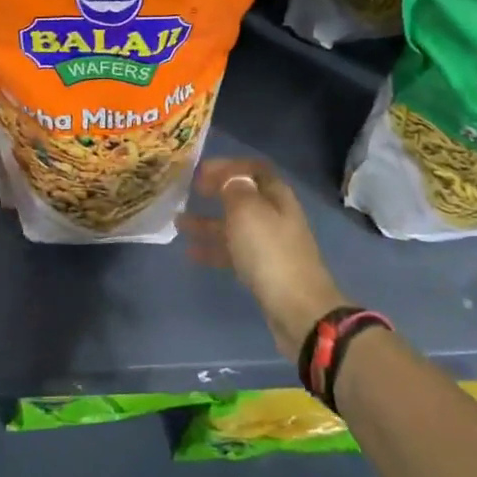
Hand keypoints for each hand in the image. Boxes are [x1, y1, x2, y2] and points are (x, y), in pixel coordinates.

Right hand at [179, 158, 348, 358]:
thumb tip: (229, 178)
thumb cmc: (270, 252)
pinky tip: (191, 253)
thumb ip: (235, 188)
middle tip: (190, 192)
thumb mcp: (248, 211)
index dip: (229, 166)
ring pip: (234, 226)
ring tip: (178, 223)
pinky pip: (233, 252)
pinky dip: (213, 250)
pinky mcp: (263, 271)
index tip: (201, 171)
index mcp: (277, 196)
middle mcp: (275, 216)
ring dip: (208, 222)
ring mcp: (270, 245)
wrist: (298, 310)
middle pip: (243, 197)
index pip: (254, 169)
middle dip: (216, 193)